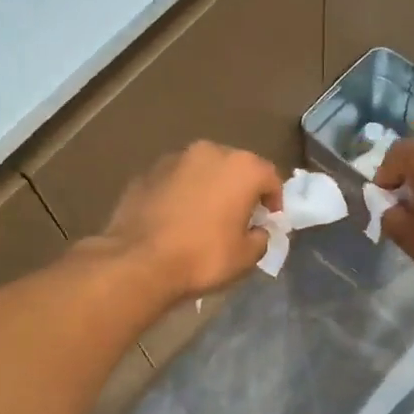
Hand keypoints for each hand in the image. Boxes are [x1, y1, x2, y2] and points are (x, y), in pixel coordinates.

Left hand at [101, 141, 283, 299]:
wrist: (139, 262)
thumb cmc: (203, 257)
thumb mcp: (246, 257)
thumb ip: (261, 237)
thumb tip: (257, 231)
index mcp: (241, 167)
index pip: (270, 178)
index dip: (274, 201)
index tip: (269, 222)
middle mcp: (209, 152)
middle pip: (235, 168)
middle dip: (239, 189)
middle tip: (238, 217)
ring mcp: (173, 159)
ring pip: (202, 171)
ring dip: (208, 188)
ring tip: (204, 218)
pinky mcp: (146, 173)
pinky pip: (174, 182)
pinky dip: (180, 194)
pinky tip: (175, 219)